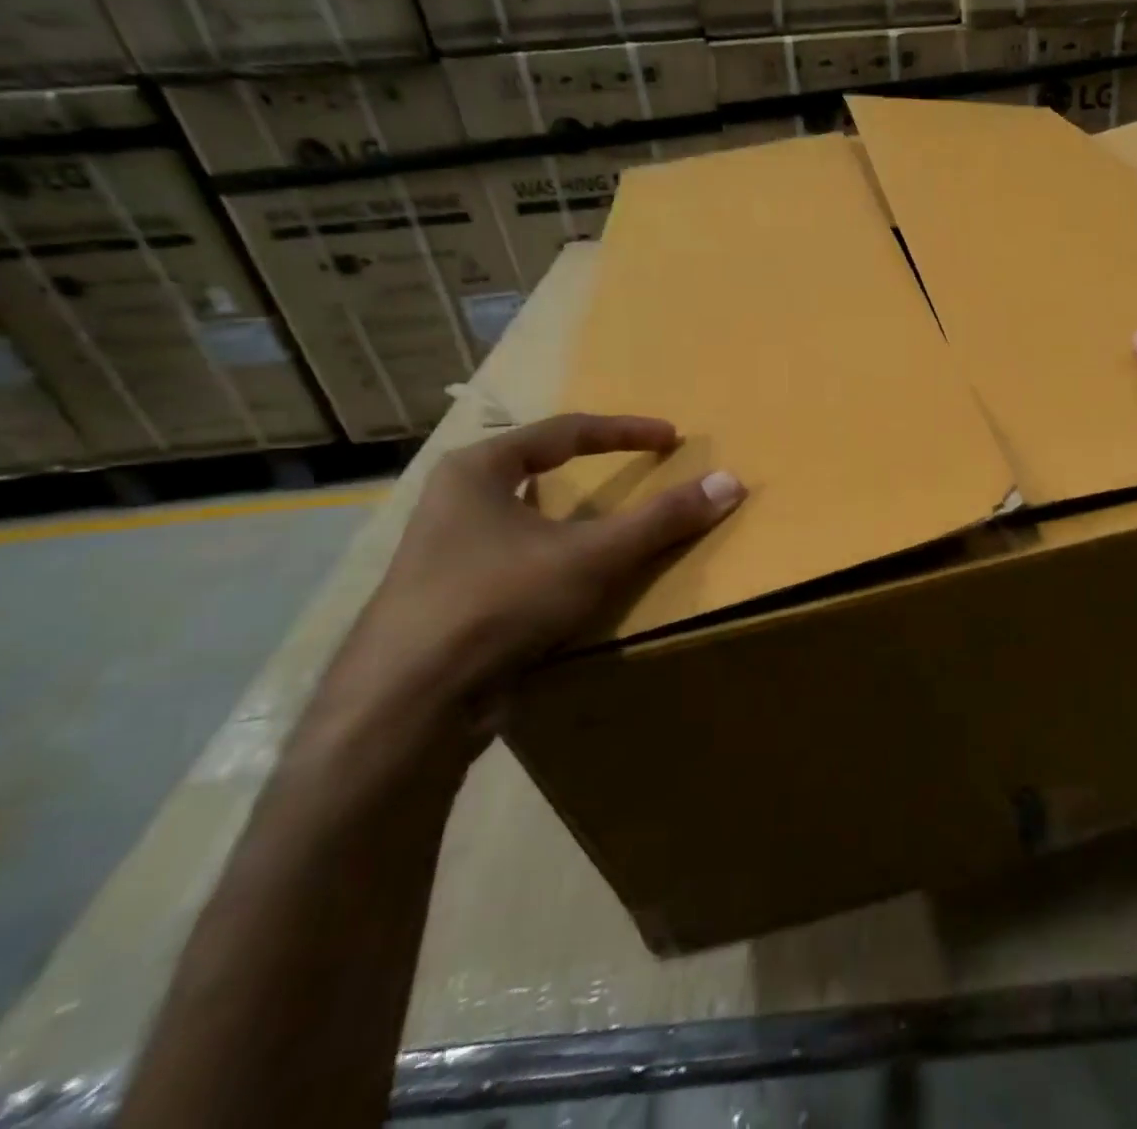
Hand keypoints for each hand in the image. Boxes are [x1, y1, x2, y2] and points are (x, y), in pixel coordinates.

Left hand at [308, 414, 744, 763]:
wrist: (405, 705)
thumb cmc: (497, 601)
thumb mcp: (593, 555)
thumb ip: (662, 519)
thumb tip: (731, 482)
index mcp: (477, 471)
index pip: (565, 432)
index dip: (625, 431)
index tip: (671, 438)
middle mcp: (453, 502)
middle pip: (535, 468)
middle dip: (587, 466)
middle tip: (635, 469)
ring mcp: (443, 554)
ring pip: (522, 518)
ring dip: (568, 516)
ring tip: (607, 522)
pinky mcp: (447, 601)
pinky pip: (515, 562)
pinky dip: (552, 558)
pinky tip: (572, 581)